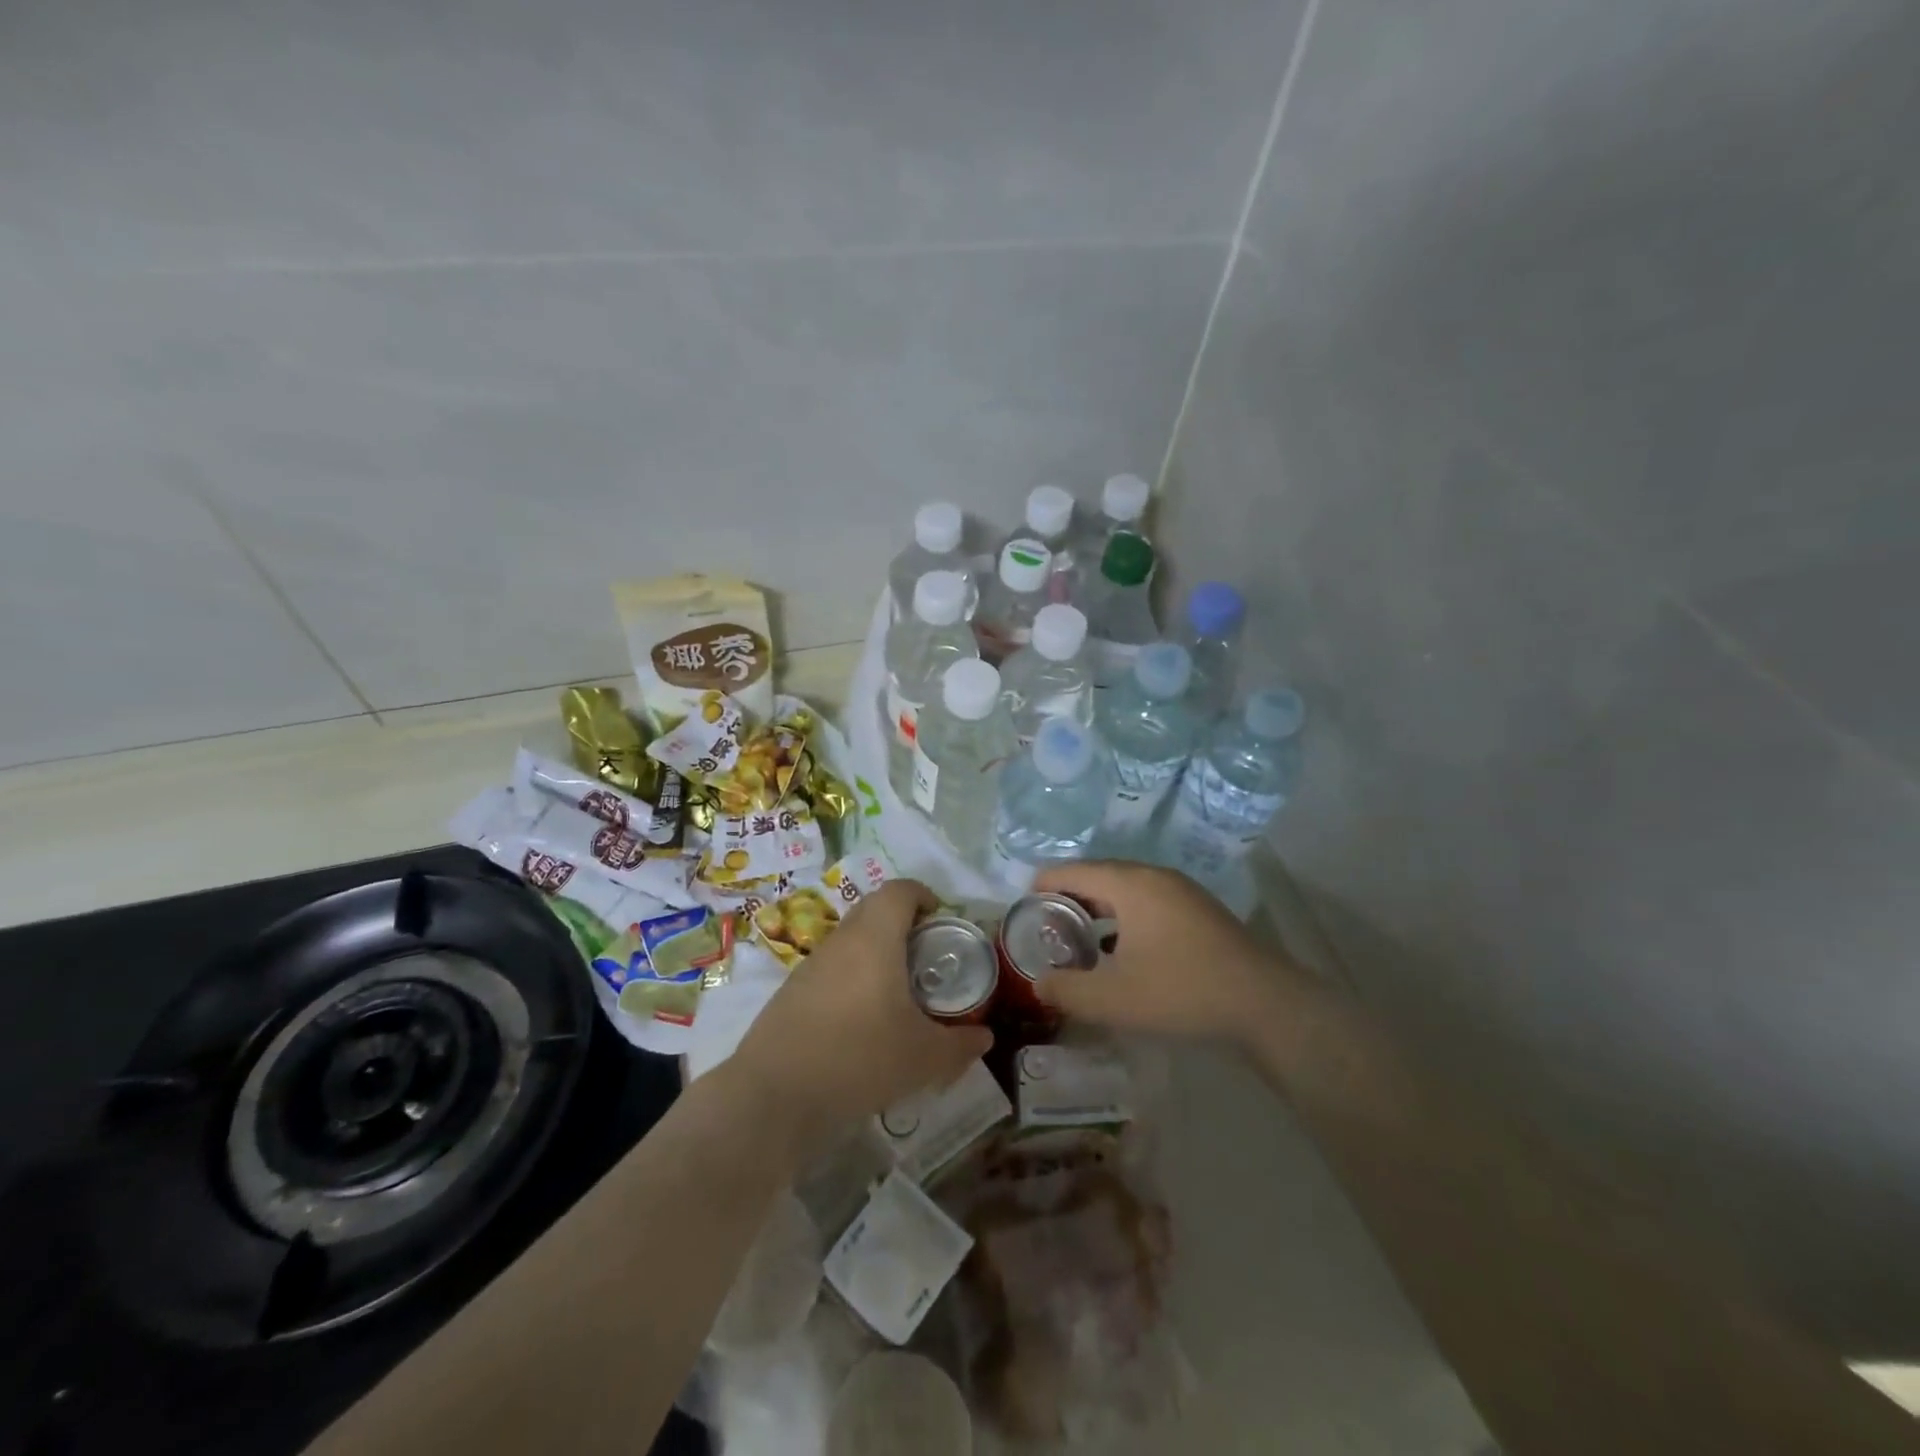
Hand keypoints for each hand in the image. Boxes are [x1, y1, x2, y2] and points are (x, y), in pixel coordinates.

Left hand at [728, 879, 992, 1156]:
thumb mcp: (924, 1058)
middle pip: (874, 909)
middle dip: (903, 923)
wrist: (774, 1095)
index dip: (923, 895)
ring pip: (851, 940)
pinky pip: (831, 968)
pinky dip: (852, 978)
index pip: (899, 890)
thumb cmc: (859, 1058)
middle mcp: (841, 940)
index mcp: (875, 938)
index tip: (941, 920)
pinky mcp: (791, 992)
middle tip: (927, 957)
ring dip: (876, 952)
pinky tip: (862, 1022)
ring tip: (898, 993)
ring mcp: (811, 965)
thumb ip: (960, 1044)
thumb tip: (984, 1037)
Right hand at [1035, 861, 1294, 1044]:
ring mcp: (1181, 891)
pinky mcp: (1199, 911)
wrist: (1265, 1004)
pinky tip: (1122, 951)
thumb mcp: (1113, 999)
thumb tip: (1039, 983)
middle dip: (1068, 899)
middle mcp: (1154, 876)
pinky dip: (1125, 918)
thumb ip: (1066, 990)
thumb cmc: (1181, 991)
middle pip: (1098, 876)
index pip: (1072, 871)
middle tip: (1047, 929)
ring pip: (1125, 890)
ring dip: (1098, 909)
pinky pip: (1147, 903)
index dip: (1042, 886)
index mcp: (1130, 884)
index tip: (1023, 910)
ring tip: (1080, 940)